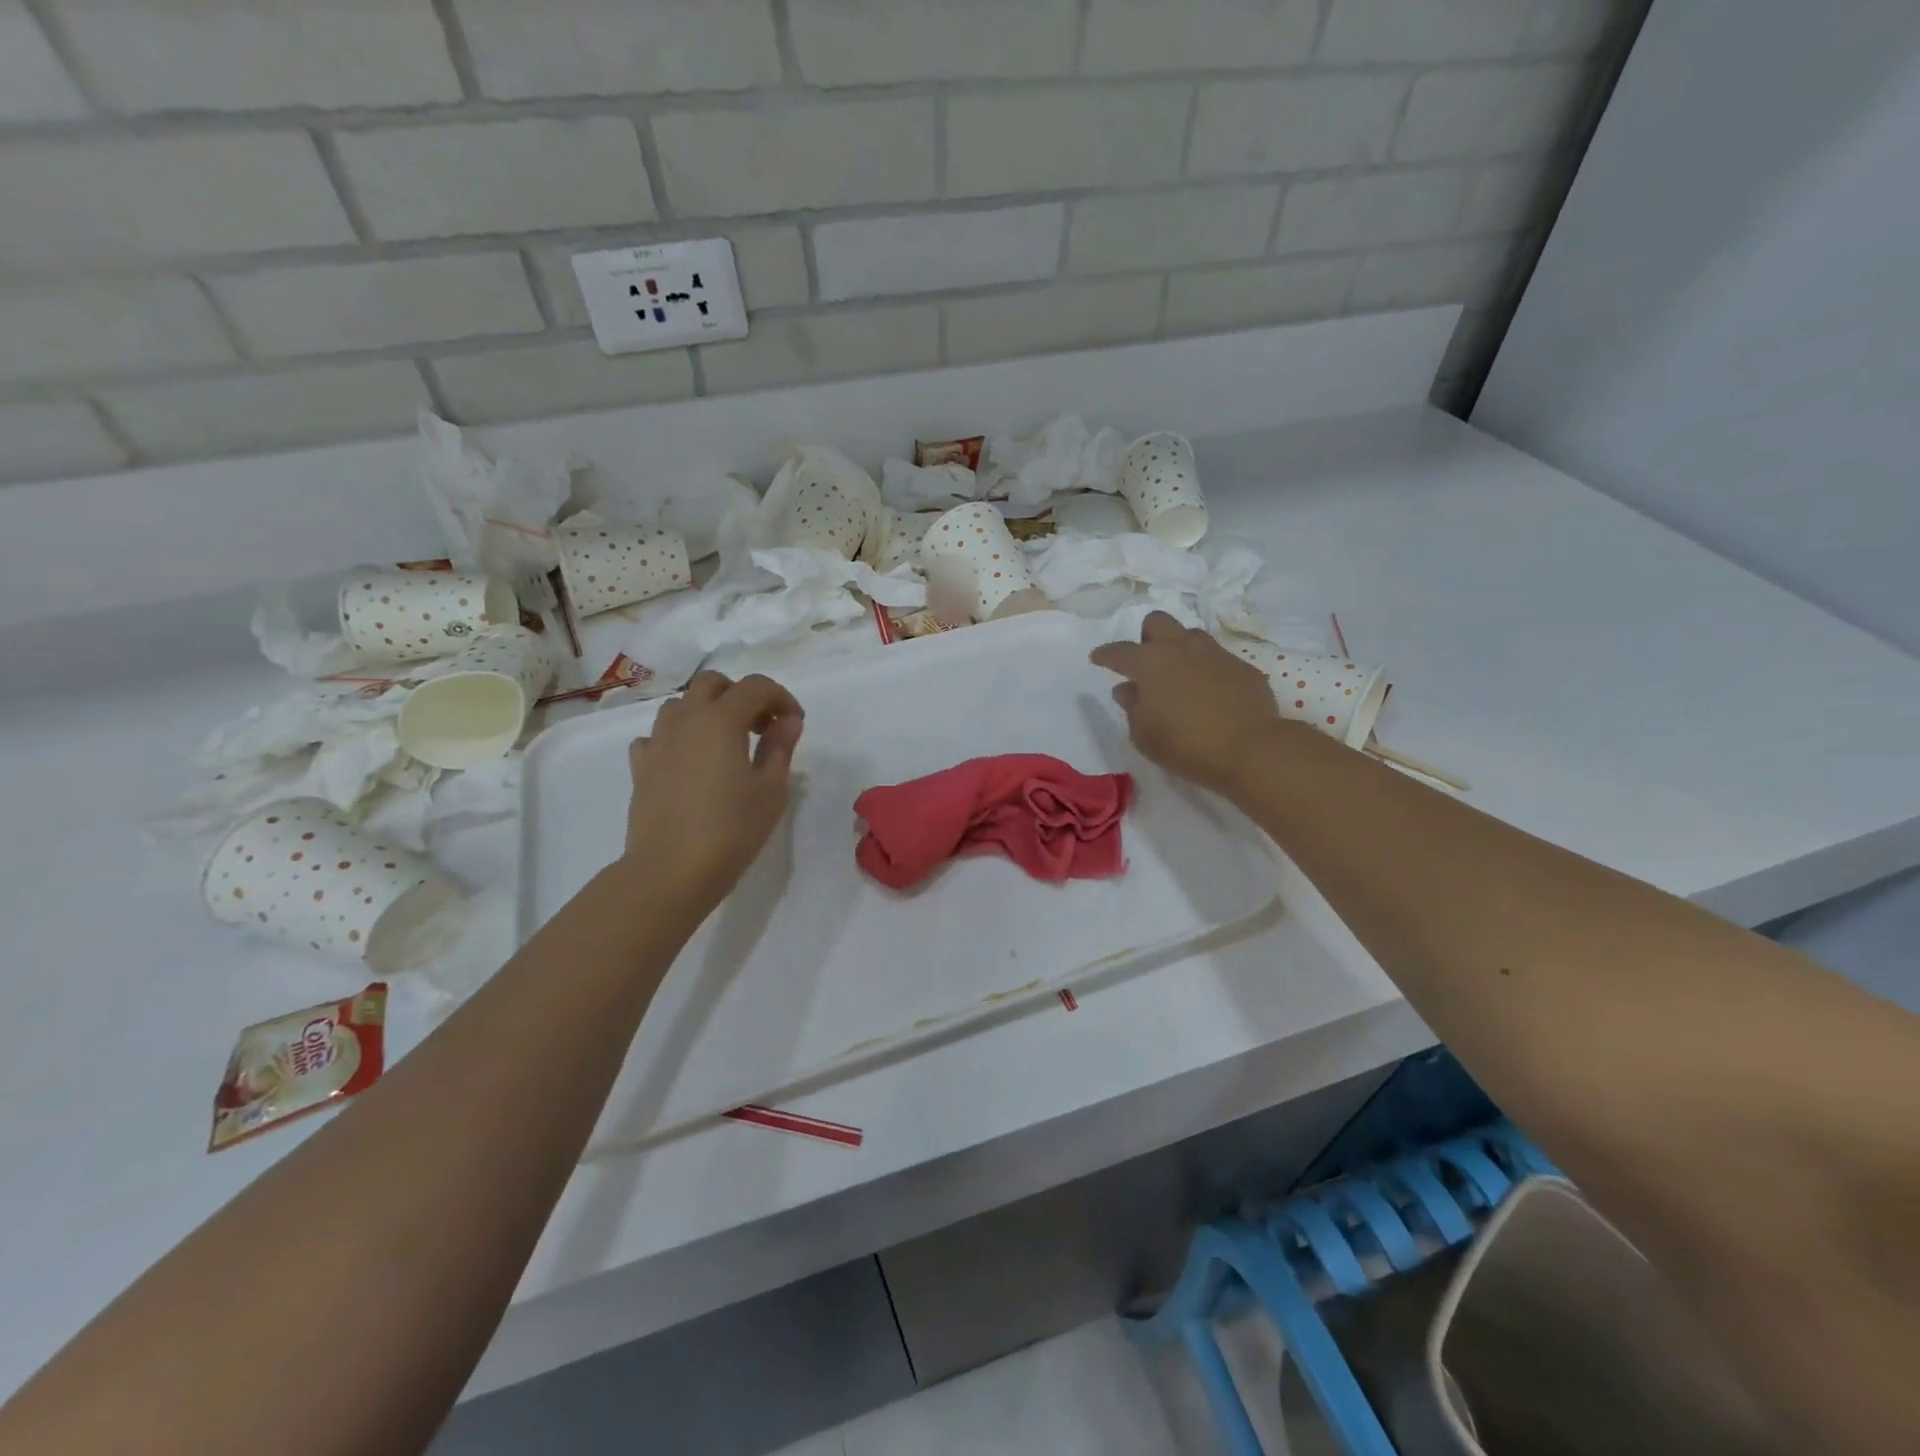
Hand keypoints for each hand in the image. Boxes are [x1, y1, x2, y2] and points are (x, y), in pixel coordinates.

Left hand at [621, 671, 804, 909]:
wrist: (670, 871)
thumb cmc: (731, 829)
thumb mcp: (770, 790)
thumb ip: (780, 747)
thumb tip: (788, 721)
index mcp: (721, 720)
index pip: (756, 687)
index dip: (781, 697)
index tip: (795, 723)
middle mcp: (686, 720)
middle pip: (712, 683)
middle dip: (741, 695)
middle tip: (762, 727)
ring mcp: (658, 741)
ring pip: (682, 704)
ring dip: (708, 711)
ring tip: (727, 743)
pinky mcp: (641, 767)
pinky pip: (658, 735)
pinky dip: (678, 737)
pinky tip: (690, 762)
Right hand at [1090, 612, 1281, 793]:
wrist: (1249, 749)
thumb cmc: (1184, 744)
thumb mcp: (1143, 734)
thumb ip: (1131, 706)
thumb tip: (1127, 689)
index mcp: (1150, 662)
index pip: (1119, 651)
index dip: (1105, 655)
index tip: (1097, 659)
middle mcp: (1181, 648)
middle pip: (1157, 622)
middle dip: (1147, 636)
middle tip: (1147, 663)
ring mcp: (1215, 653)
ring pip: (1190, 635)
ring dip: (1179, 649)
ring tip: (1179, 676)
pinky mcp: (1242, 667)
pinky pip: (1217, 659)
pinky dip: (1207, 670)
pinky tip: (1210, 694)